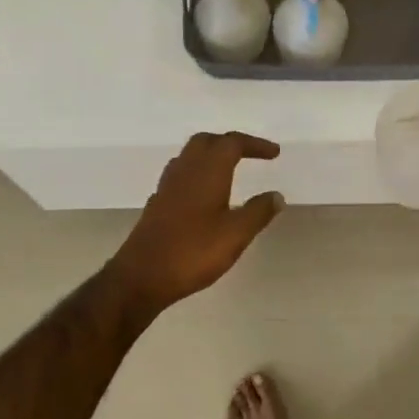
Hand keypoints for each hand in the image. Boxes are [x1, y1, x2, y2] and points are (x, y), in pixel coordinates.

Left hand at [107, 132, 285, 312]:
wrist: (141, 276)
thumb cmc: (193, 252)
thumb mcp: (235, 234)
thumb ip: (258, 212)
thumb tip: (277, 195)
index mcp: (207, 171)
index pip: (232, 143)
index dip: (255, 144)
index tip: (274, 153)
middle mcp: (185, 171)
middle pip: (206, 142)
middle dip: (229, 143)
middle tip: (249, 154)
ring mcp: (167, 186)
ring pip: (189, 156)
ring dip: (210, 156)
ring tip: (228, 170)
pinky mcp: (157, 204)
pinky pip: (179, 176)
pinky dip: (196, 175)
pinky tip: (202, 195)